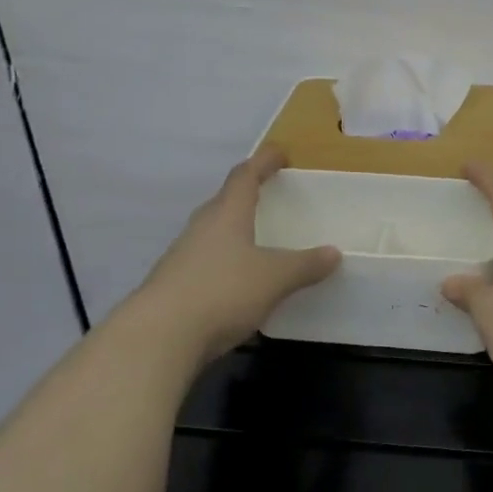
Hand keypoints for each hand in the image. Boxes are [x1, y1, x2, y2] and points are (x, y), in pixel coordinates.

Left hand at [135, 147, 340, 370]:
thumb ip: (305, 265)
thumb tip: (334, 253)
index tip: (280, 154)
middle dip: (246, 194)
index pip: (245, 175)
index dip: (263, 161)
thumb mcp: (275, 278)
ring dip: (233, 229)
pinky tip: (236, 279)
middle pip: (225, 200)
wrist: (158, 337)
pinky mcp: (173, 284)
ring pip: (213, 231)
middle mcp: (202, 226)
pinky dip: (224, 260)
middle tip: (269, 196)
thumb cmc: (222, 291)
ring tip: (256, 238)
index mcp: (227, 213)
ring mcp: (182, 255)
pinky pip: (205, 260)